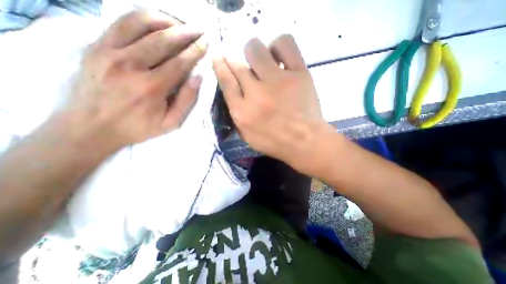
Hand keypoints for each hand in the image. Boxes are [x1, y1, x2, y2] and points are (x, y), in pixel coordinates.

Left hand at [62, 11, 206, 150]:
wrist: (91, 127)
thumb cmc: (137, 127)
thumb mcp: (170, 123)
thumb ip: (186, 101)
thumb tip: (198, 78)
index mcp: (152, 87)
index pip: (179, 62)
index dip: (195, 51)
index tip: (205, 43)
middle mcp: (130, 65)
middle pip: (162, 40)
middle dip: (184, 32)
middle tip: (198, 29)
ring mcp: (109, 52)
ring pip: (139, 23)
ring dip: (163, 19)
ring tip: (178, 22)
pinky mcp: (95, 47)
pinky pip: (119, 23)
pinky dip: (140, 17)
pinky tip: (154, 20)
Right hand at [212, 35, 330, 173]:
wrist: (305, 141)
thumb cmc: (275, 142)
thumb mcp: (248, 136)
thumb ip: (237, 114)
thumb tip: (233, 91)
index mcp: (242, 112)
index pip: (226, 81)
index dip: (220, 66)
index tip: (218, 57)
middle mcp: (256, 93)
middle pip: (238, 64)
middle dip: (234, 59)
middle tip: (241, 63)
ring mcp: (278, 81)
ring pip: (257, 49)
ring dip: (254, 52)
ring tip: (261, 61)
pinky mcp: (299, 74)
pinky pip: (285, 45)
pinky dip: (278, 45)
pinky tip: (278, 57)